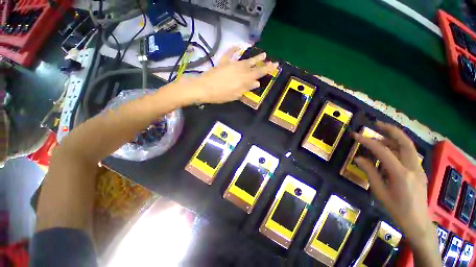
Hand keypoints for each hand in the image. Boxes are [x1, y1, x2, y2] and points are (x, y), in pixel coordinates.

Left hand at [183, 46, 278, 103]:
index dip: (268, 69)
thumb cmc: (221, 95)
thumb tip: (257, 83)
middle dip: (263, 63)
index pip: (259, 73)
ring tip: (262, 53)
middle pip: (254, 65)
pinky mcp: (223, 62)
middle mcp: (240, 69)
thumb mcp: (236, 95)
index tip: (275, 65)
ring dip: (254, 57)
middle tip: (271, 60)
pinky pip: (229, 54)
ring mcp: (232, 64)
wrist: (205, 88)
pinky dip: (233, 49)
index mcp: (244, 79)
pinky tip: (238, 46)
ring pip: (245, 59)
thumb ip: (246, 88)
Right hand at [352, 122, 434, 248]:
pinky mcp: (420, 171)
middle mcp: (412, 167)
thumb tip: (358, 158)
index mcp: (401, 174)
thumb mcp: (379, 191)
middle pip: (404, 142)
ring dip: (393, 138)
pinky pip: (408, 154)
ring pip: (408, 146)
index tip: (356, 135)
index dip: (368, 141)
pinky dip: (397, 148)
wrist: (418, 222)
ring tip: (378, 137)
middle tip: (376, 124)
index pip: (382, 151)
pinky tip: (388, 152)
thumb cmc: (396, 208)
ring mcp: (419, 168)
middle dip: (390, 130)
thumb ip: (370, 172)